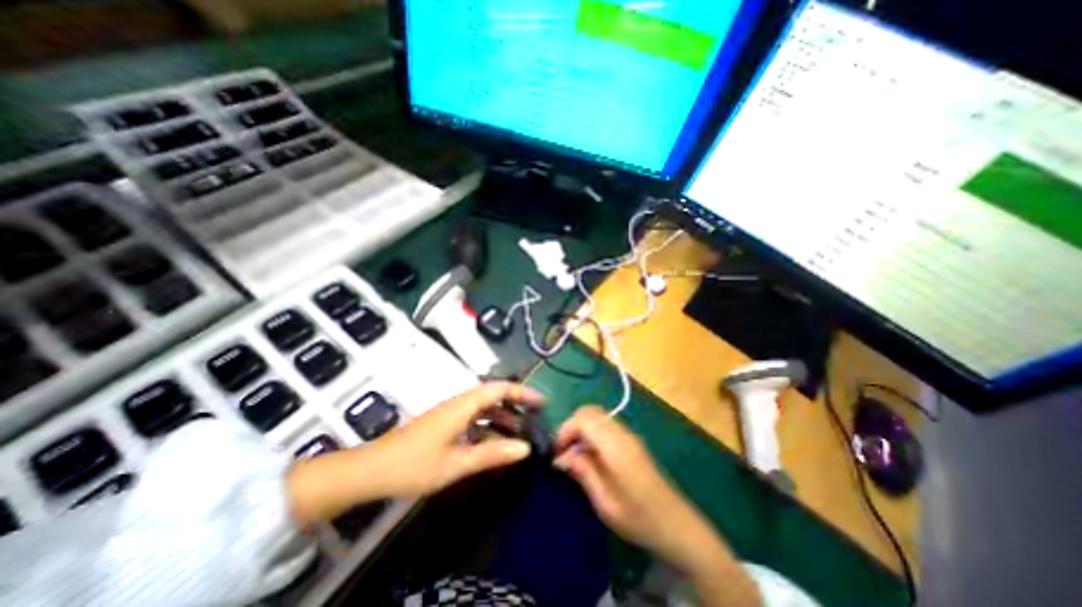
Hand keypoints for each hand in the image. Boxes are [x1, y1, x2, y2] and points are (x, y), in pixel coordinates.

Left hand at [289, 382, 545, 522]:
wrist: (371, 471)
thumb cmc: (413, 465)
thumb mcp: (456, 463)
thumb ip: (491, 454)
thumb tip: (525, 448)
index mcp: (462, 405)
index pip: (499, 388)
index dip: (522, 392)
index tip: (541, 402)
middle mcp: (459, 403)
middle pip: (493, 395)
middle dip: (515, 404)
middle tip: (535, 419)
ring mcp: (450, 413)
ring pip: (483, 407)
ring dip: (502, 416)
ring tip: (520, 433)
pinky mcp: (444, 423)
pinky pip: (473, 418)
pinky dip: (488, 426)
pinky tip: (494, 443)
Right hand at [553, 405, 697, 565]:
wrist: (677, 526)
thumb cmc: (639, 519)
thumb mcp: (605, 503)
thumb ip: (583, 472)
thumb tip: (564, 456)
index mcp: (615, 445)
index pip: (583, 418)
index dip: (565, 429)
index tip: (557, 452)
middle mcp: (622, 433)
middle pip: (590, 411)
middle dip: (572, 426)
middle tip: (564, 452)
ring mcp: (629, 435)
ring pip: (598, 416)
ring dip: (582, 429)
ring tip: (575, 456)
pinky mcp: (632, 442)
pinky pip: (606, 426)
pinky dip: (593, 433)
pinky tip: (591, 457)